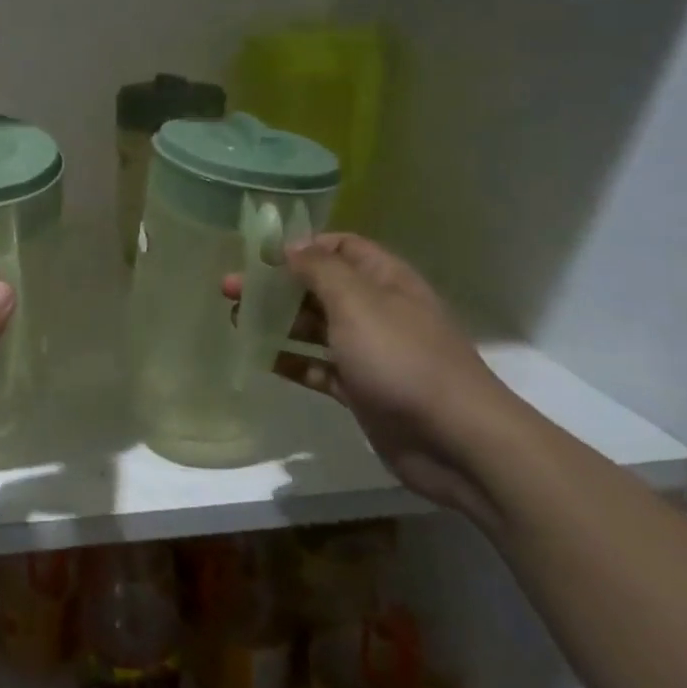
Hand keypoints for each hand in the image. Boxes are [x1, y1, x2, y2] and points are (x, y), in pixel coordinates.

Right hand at [225, 233, 519, 522]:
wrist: (456, 441)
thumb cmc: (402, 359)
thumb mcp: (357, 302)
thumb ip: (320, 269)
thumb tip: (291, 246)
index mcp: (384, 280)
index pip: (341, 247)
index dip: (302, 246)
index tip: (260, 256)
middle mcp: (377, 311)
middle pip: (319, 287)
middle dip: (277, 285)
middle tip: (230, 289)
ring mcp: (370, 352)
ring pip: (315, 327)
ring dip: (277, 322)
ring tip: (235, 321)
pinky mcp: (361, 390)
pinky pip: (318, 367)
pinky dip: (291, 361)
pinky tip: (260, 359)